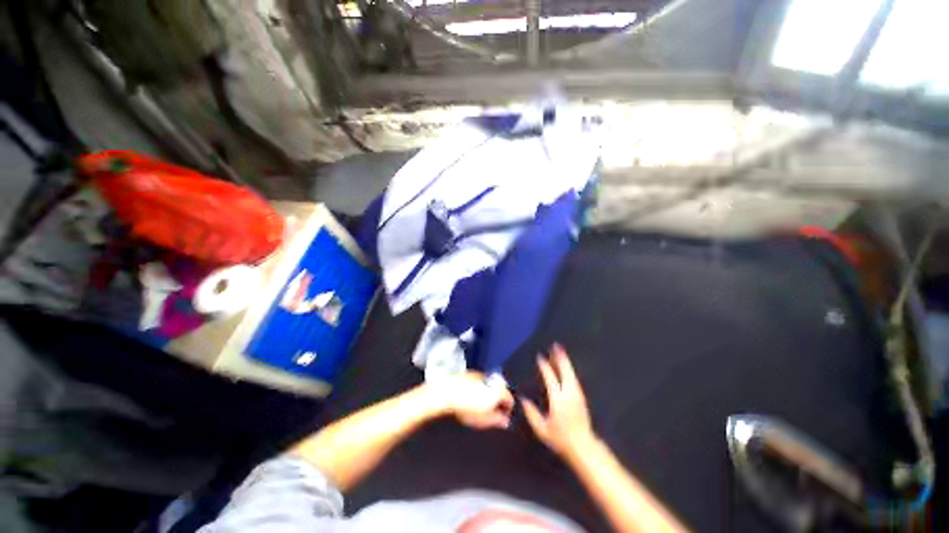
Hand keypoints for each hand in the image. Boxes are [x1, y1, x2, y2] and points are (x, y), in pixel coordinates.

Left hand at [426, 372, 513, 428]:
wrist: (446, 393)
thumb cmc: (464, 406)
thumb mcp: (484, 419)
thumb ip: (497, 420)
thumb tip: (505, 421)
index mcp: (498, 388)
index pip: (509, 398)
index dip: (509, 409)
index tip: (505, 416)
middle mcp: (490, 378)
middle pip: (499, 390)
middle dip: (498, 401)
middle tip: (494, 413)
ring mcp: (479, 374)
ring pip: (488, 386)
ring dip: (488, 395)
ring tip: (481, 407)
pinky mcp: (468, 374)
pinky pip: (478, 383)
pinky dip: (478, 390)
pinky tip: (471, 399)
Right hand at [521, 344, 595, 457]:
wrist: (583, 447)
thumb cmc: (561, 439)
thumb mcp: (542, 430)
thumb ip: (531, 414)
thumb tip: (523, 400)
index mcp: (558, 399)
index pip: (550, 378)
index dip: (545, 367)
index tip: (540, 357)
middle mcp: (569, 393)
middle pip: (565, 371)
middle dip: (560, 358)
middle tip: (556, 346)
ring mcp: (577, 394)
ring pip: (571, 373)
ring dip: (565, 362)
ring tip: (560, 352)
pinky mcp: (581, 397)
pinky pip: (574, 379)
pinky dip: (569, 370)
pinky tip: (566, 368)